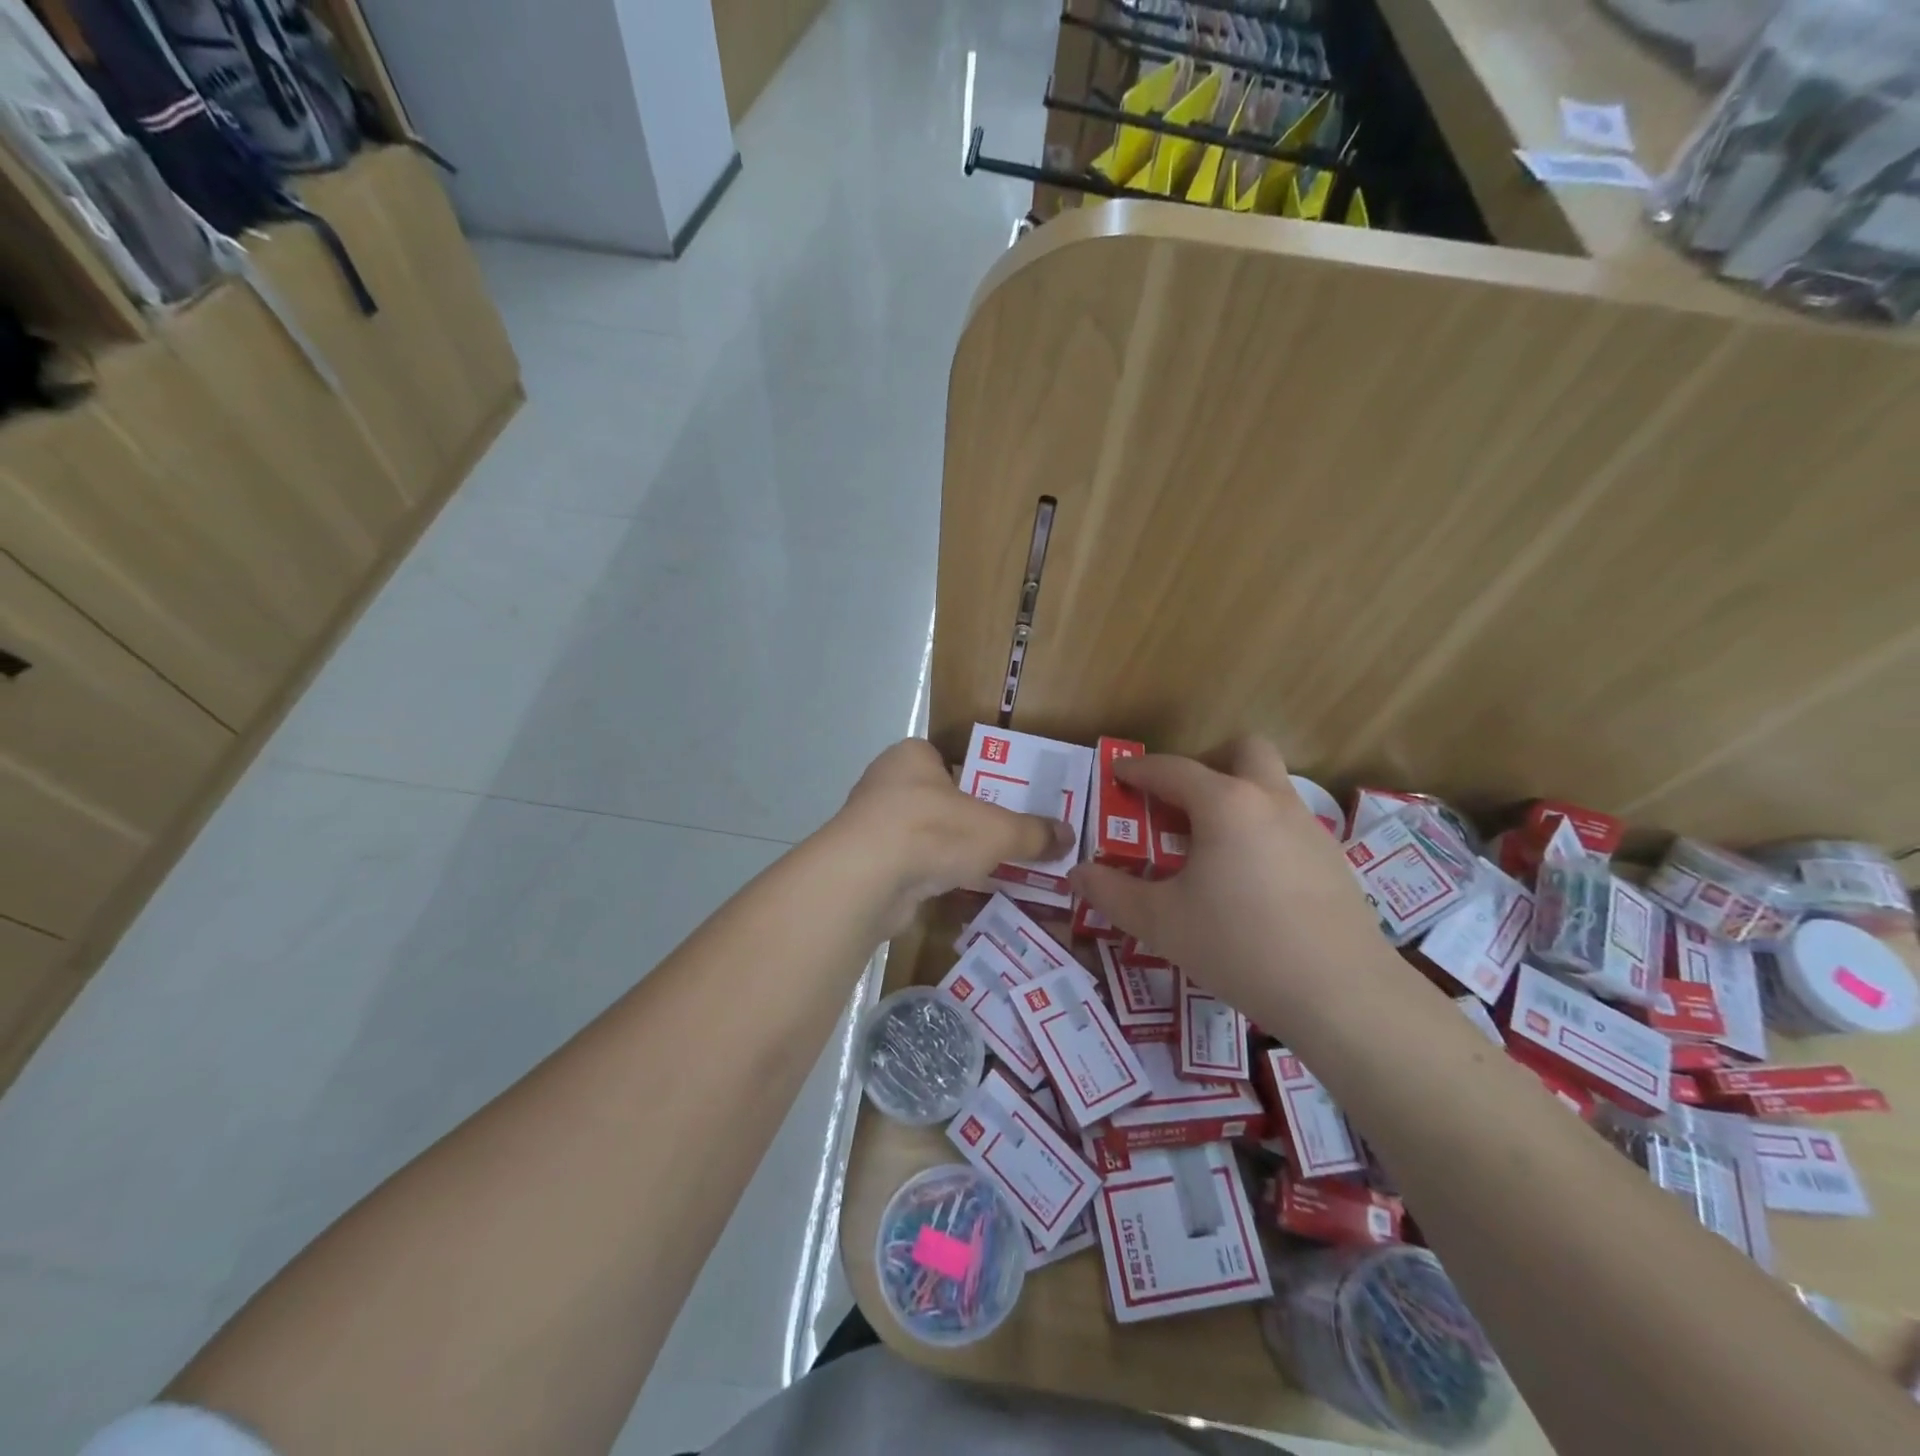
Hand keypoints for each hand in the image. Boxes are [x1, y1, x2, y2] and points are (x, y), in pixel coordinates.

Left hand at [832, 739, 1073, 932]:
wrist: (866, 879)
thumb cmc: (932, 831)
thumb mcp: (998, 830)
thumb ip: (1034, 833)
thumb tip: (1069, 837)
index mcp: (912, 757)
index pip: (948, 760)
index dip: (977, 780)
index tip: (1002, 804)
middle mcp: (886, 782)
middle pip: (937, 799)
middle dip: (966, 821)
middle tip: (1002, 839)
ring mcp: (871, 824)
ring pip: (922, 834)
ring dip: (946, 851)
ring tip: (984, 869)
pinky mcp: (865, 863)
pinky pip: (907, 864)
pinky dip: (928, 876)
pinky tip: (952, 890)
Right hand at [1069, 739, 1385, 1018]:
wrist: (1342, 994)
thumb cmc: (1239, 946)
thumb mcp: (1160, 922)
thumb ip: (1111, 892)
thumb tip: (1077, 874)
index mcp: (1226, 804)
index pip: (1173, 769)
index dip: (1139, 769)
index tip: (1118, 774)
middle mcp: (1271, 801)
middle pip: (1243, 750)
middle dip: (1208, 761)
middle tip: (1181, 800)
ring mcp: (1310, 829)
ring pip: (1270, 787)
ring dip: (1236, 797)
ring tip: (1208, 847)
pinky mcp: (1334, 860)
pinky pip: (1288, 824)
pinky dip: (1261, 831)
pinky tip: (1249, 881)